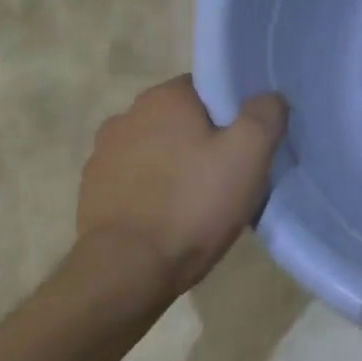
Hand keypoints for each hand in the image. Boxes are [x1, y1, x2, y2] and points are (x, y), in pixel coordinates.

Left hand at [77, 75, 287, 296]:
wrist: (128, 272)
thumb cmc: (194, 203)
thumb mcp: (250, 153)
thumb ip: (266, 114)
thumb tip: (268, 98)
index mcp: (164, 97)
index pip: (209, 88)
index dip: (234, 112)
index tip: (249, 141)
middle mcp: (127, 116)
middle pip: (183, 120)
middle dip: (206, 140)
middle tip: (233, 172)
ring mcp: (103, 156)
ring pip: (159, 150)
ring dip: (178, 165)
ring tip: (203, 200)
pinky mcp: (93, 193)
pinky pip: (138, 181)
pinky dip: (156, 191)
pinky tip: (174, 218)